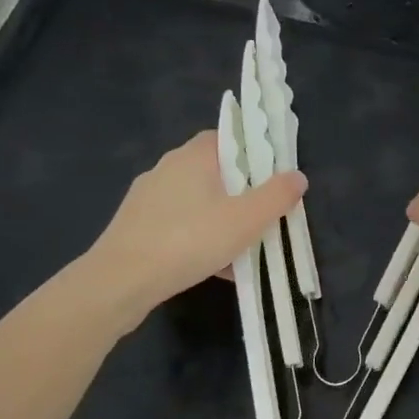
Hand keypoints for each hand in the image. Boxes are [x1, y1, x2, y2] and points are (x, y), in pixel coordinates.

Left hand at [77, 131, 304, 323]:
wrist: (120, 282)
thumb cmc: (190, 240)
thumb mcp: (247, 219)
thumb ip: (277, 196)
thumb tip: (298, 176)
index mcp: (193, 157)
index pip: (227, 137)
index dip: (252, 151)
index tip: (272, 176)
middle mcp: (167, 169)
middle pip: (215, 172)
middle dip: (242, 193)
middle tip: (264, 216)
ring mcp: (147, 198)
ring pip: (198, 202)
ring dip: (222, 220)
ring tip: (244, 251)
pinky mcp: (136, 226)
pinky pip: (180, 225)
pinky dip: (200, 239)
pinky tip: (215, 268)